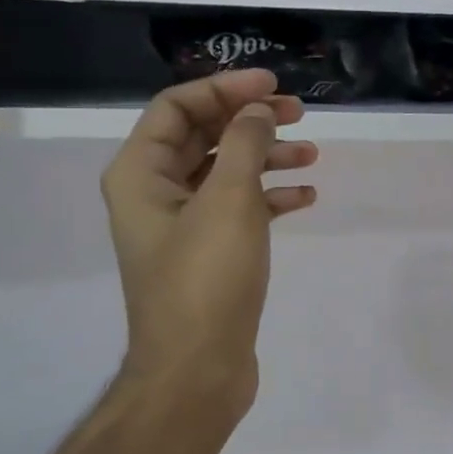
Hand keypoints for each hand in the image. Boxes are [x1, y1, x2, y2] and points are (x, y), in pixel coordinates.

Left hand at [100, 70, 317, 422]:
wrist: (198, 369)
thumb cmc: (206, 279)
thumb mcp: (228, 201)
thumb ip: (244, 144)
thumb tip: (256, 111)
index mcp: (140, 173)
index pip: (177, 107)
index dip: (225, 88)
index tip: (272, 85)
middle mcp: (155, 193)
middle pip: (203, 136)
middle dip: (250, 120)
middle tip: (299, 113)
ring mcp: (183, 225)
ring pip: (226, 172)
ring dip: (267, 157)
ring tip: (312, 154)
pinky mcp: (210, 253)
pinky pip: (240, 209)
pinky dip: (270, 197)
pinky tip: (306, 197)